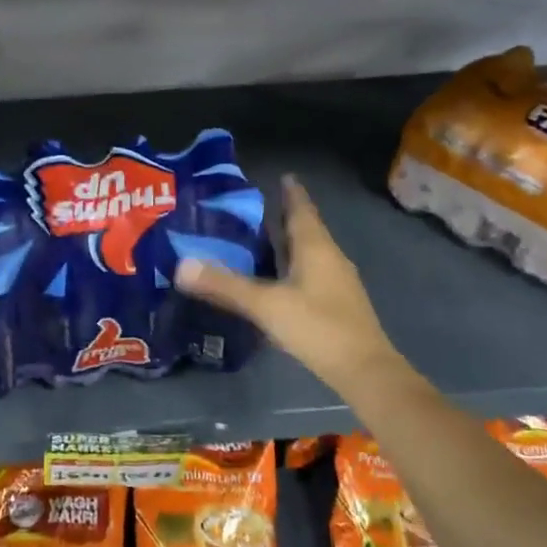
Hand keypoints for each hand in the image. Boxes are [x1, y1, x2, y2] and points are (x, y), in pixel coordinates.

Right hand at [176, 175, 412, 400]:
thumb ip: (225, 286)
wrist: (364, 370)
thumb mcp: (265, 305)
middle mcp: (330, 258)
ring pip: (312, 253)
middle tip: (262, 207)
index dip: (292, 194)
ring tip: (267, 239)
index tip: (285, 176)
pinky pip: (314, 273)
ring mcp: (338, 283)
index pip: (302, 211)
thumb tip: (182, 266)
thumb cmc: (317, 327)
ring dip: (292, 243)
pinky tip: (281, 280)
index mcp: (315, 248)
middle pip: (307, 230)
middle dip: (287, 217)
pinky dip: (296, 267)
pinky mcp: (339, 305)